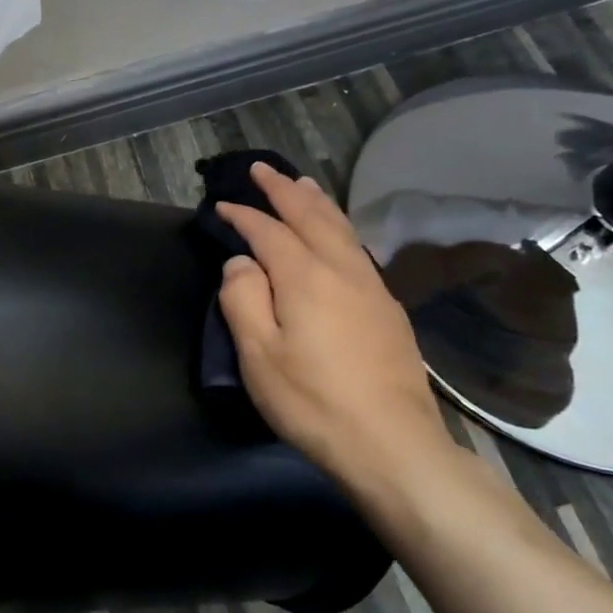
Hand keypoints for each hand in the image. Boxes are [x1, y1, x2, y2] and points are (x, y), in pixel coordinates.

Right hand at [216, 163, 470, 518]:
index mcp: (305, 276)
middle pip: (311, 217)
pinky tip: (336, 236)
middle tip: (263, 170)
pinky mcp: (388, 309)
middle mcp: (342, 270)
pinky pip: (357, 249)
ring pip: (341, 229)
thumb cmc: (313, 401)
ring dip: (316, 203)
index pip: (268, 232)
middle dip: (283, 190)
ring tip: (302, 185)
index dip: (243, 215)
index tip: (221, 204)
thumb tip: (241, 262)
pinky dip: (338, 228)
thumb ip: (242, 298)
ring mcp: (371, 288)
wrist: (391, 443)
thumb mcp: (259, 354)